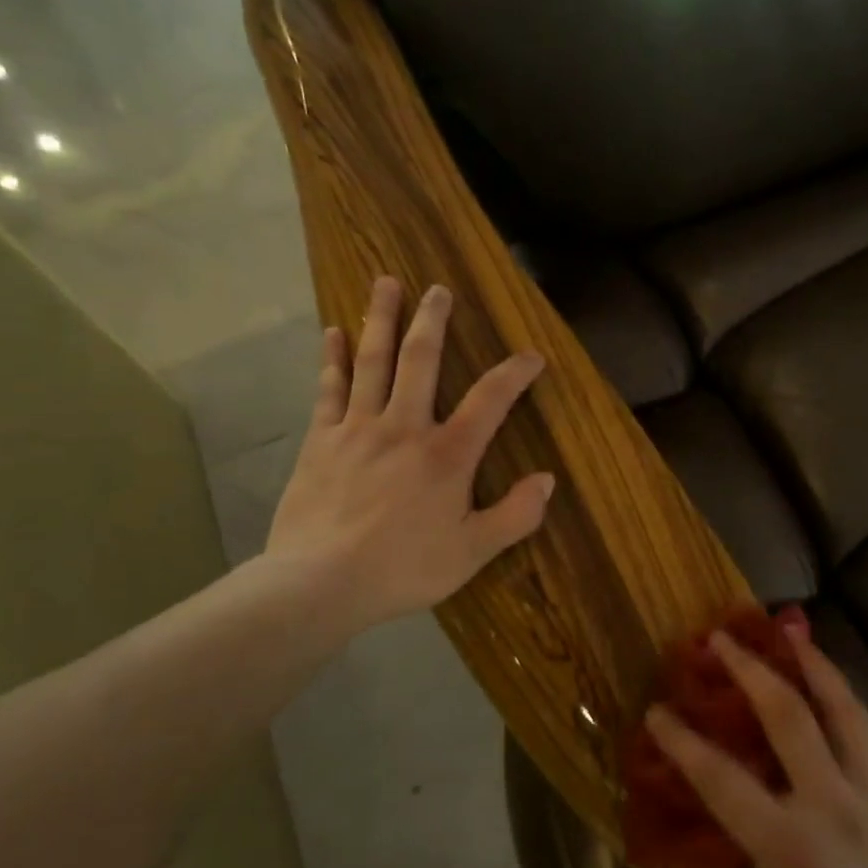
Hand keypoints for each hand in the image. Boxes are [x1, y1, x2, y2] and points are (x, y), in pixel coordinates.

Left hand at [263, 275, 552, 638]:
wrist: (320, 583)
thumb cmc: (403, 569)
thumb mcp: (472, 552)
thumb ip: (515, 515)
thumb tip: (547, 480)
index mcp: (447, 454)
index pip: (490, 401)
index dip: (514, 374)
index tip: (531, 355)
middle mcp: (404, 428)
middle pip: (421, 361)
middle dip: (432, 322)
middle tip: (438, 289)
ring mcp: (358, 429)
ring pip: (372, 363)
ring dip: (380, 321)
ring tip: (385, 284)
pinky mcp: (320, 441)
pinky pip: (329, 390)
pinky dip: (331, 360)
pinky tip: (331, 334)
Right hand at [646, 621, 867, 867]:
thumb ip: (710, 858)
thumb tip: (678, 809)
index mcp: (788, 844)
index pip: (721, 776)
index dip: (682, 740)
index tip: (655, 710)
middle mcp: (832, 806)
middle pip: (788, 715)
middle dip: (748, 669)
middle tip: (718, 639)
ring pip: (843, 708)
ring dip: (812, 663)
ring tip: (787, 632)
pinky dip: (847, 699)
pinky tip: (830, 683)